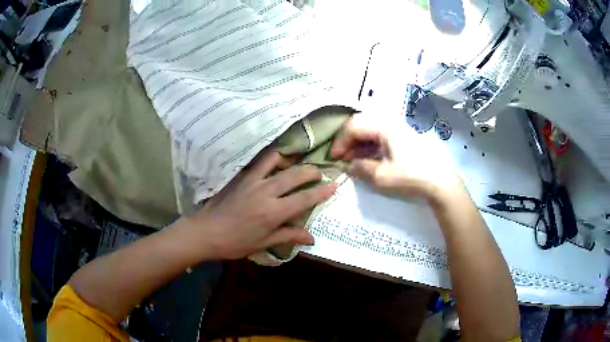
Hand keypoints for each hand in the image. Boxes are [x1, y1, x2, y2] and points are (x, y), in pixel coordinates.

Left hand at [180, 150, 335, 259]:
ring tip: (299, 164)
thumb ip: (289, 236)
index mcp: (273, 212)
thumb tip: (312, 239)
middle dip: (312, 172)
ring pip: (279, 162)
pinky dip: (273, 158)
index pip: (304, 198)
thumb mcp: (264, 243)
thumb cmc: (236, 242)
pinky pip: (261, 162)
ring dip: (293, 161)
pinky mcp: (243, 177)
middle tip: (320, 174)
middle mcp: (266, 192)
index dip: (322, 191)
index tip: (335, 184)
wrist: (207, 232)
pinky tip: (278, 161)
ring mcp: (253, 181)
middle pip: (295, 175)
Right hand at [331, 113, 462, 201]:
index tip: (334, 158)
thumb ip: (360, 168)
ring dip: (359, 143)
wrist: (441, 181)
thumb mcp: (382, 176)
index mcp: (384, 126)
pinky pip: (382, 135)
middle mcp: (391, 122)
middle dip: (348, 140)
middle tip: (342, 158)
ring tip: (353, 160)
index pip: (353, 126)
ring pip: (371, 129)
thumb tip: (348, 166)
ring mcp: (399, 128)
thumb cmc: (411, 176)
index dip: (340, 141)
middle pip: (361, 124)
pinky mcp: (405, 137)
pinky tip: (368, 158)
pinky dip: (371, 145)